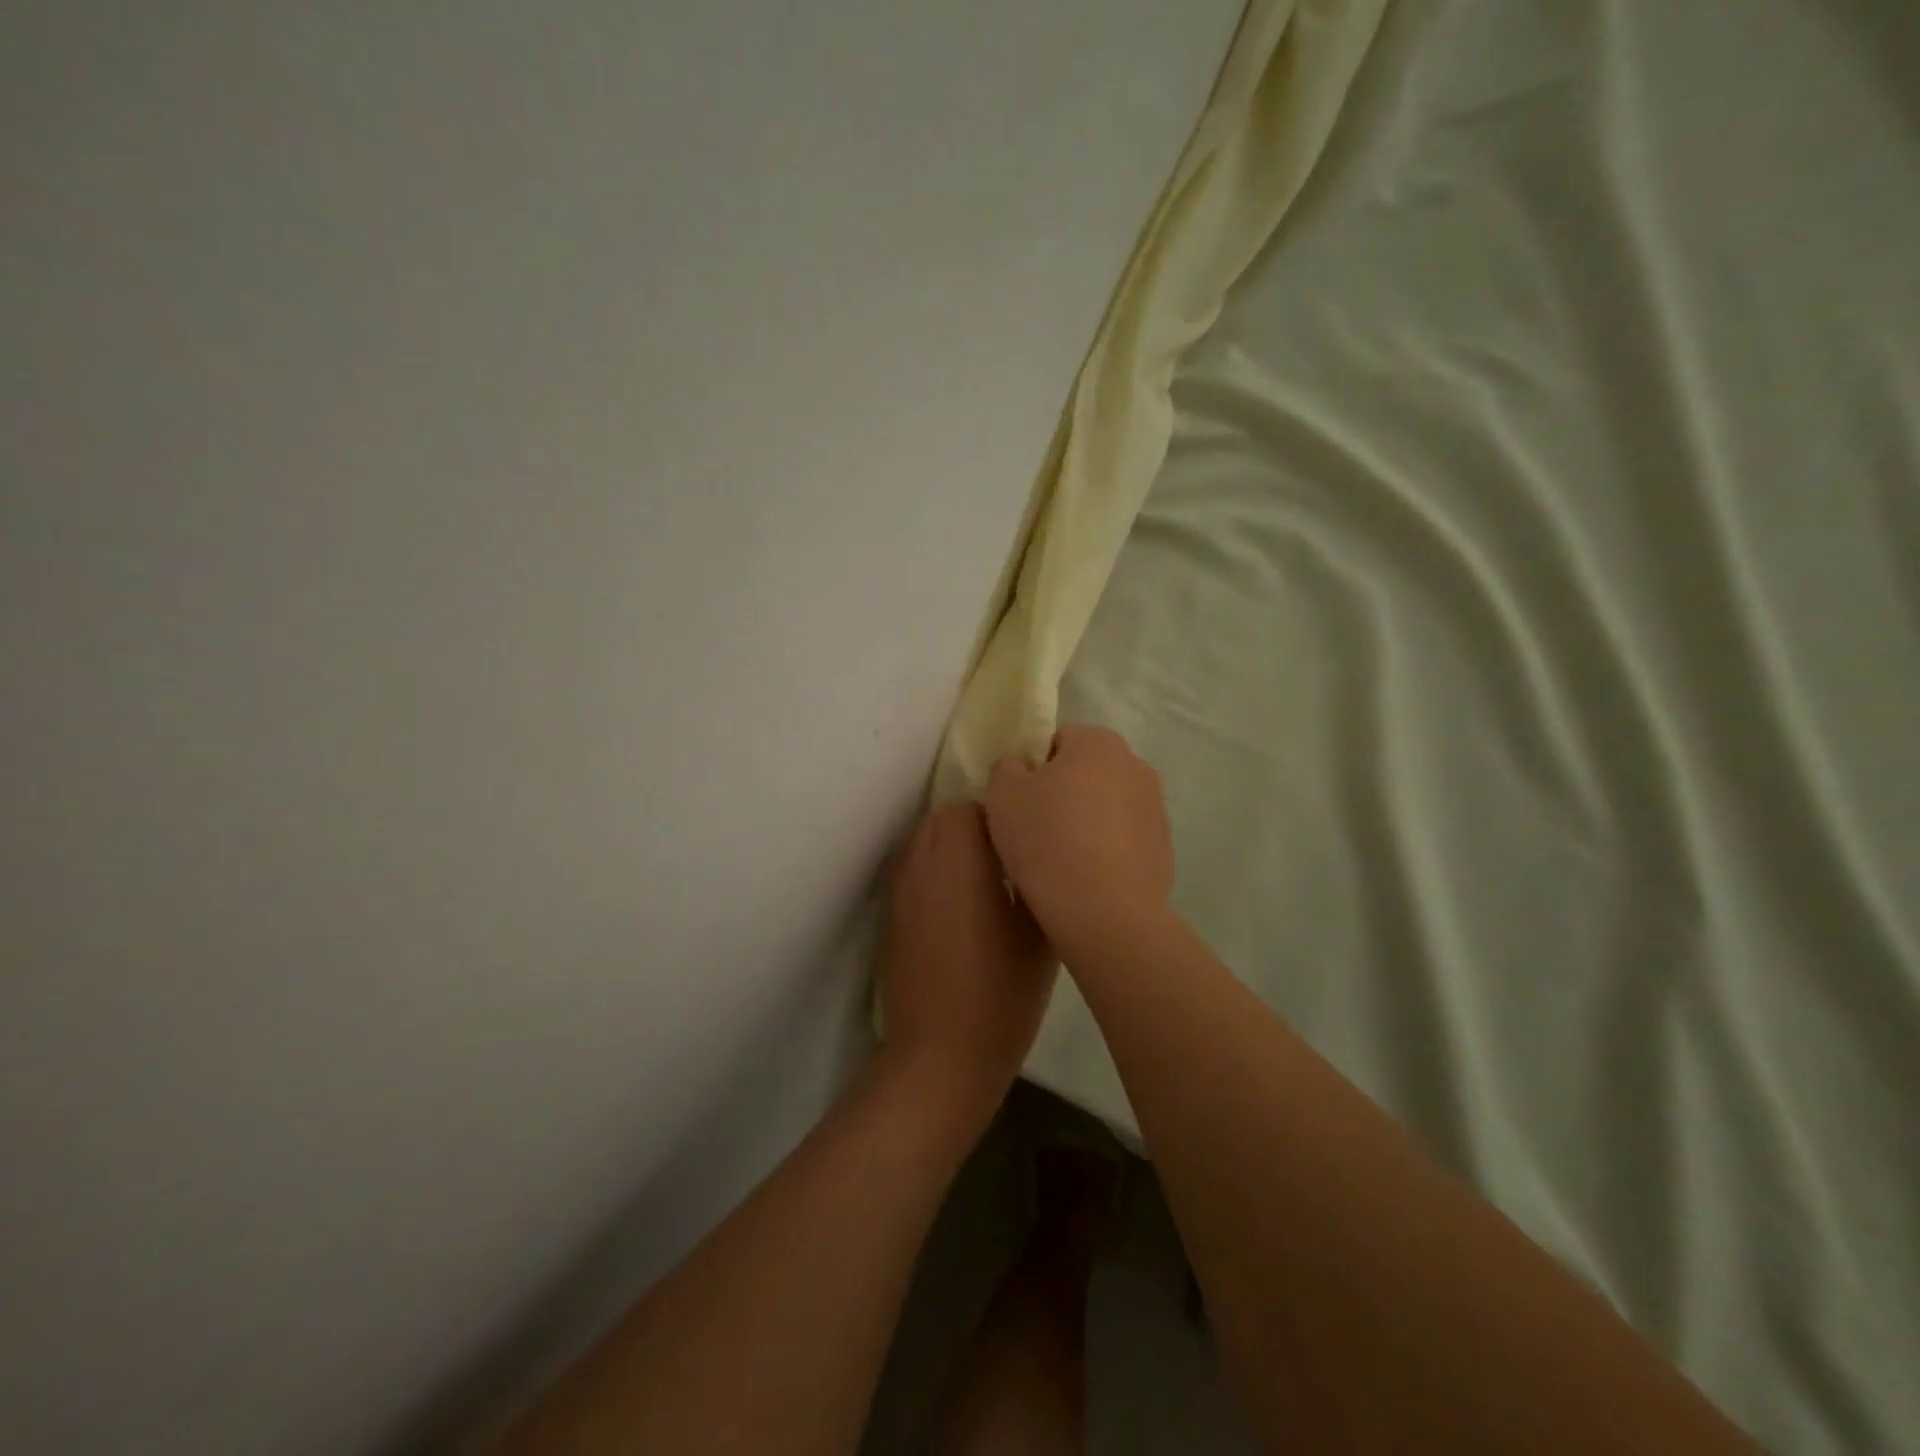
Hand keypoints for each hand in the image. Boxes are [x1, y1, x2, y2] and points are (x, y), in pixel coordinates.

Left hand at [877, 801, 1055, 1124]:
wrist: (940, 1054)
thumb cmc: (1002, 994)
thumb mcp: (1040, 935)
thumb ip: (1037, 880)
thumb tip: (1036, 853)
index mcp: (961, 860)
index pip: (972, 807)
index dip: (1001, 817)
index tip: (1025, 843)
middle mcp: (922, 863)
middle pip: (943, 819)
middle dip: (975, 827)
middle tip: (1008, 861)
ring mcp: (900, 890)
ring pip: (924, 843)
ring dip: (952, 849)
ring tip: (985, 883)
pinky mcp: (891, 916)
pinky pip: (913, 872)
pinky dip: (935, 874)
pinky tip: (960, 911)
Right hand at [983, 724, 1174, 961]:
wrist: (1104, 913)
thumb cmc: (1047, 841)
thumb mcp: (1002, 795)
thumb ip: (1007, 768)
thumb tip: (1020, 768)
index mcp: (1098, 743)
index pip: (1059, 739)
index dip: (1035, 767)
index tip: (1021, 799)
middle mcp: (1136, 765)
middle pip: (1087, 770)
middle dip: (1065, 791)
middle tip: (1037, 827)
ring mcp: (1156, 808)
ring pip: (1108, 804)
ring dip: (1089, 819)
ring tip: (1062, 857)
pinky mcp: (1164, 848)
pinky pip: (1125, 838)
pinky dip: (1108, 849)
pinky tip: (1087, 876)